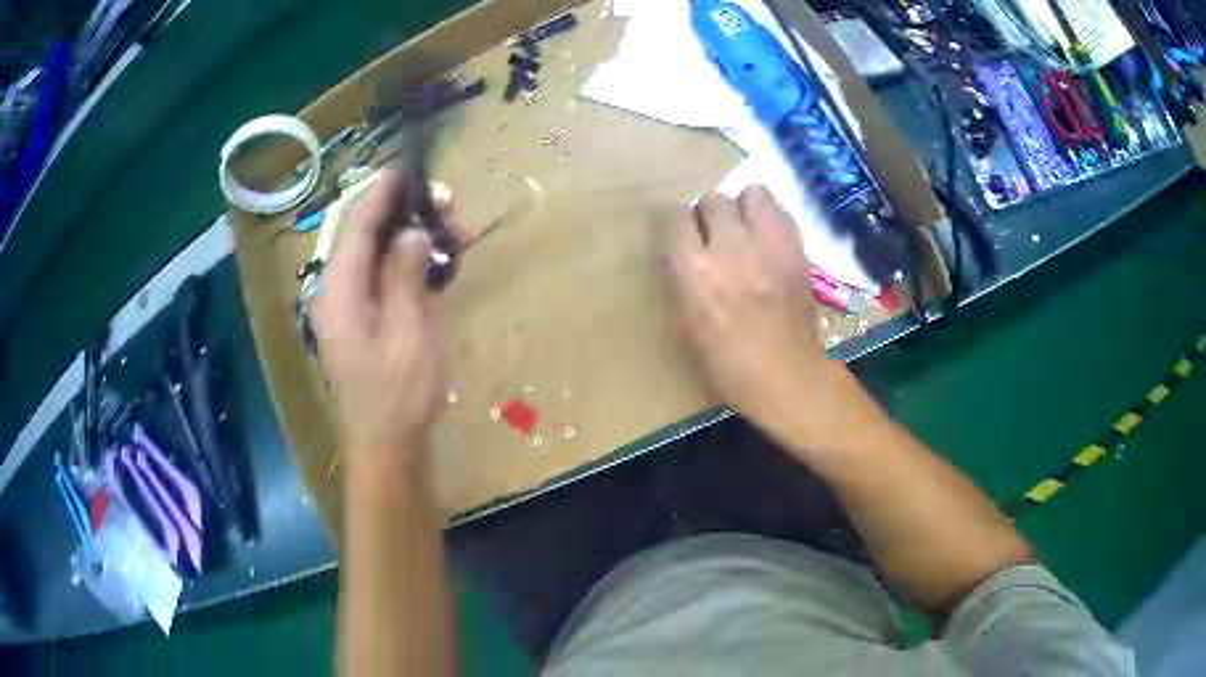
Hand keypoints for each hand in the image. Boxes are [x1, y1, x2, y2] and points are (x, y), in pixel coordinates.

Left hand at [312, 168, 447, 472]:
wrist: (387, 443)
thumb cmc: (398, 394)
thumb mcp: (409, 333)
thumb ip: (405, 276)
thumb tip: (411, 232)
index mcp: (339, 291)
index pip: (356, 226)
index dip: (380, 194)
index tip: (407, 169)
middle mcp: (337, 291)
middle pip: (363, 236)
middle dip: (400, 213)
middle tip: (445, 203)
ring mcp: (349, 306)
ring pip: (374, 254)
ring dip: (407, 236)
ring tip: (449, 229)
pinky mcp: (363, 319)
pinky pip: (381, 276)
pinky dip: (406, 261)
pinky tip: (433, 259)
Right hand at [665, 186, 835, 443]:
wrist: (784, 374)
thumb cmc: (726, 362)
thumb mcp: (686, 321)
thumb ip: (684, 276)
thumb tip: (687, 249)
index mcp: (693, 270)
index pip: (676, 217)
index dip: (681, 226)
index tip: (687, 238)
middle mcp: (729, 247)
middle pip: (714, 199)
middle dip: (712, 215)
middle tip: (718, 237)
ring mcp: (768, 244)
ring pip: (752, 193)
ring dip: (745, 208)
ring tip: (748, 230)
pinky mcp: (797, 247)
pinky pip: (781, 212)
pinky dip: (772, 221)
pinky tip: (771, 243)